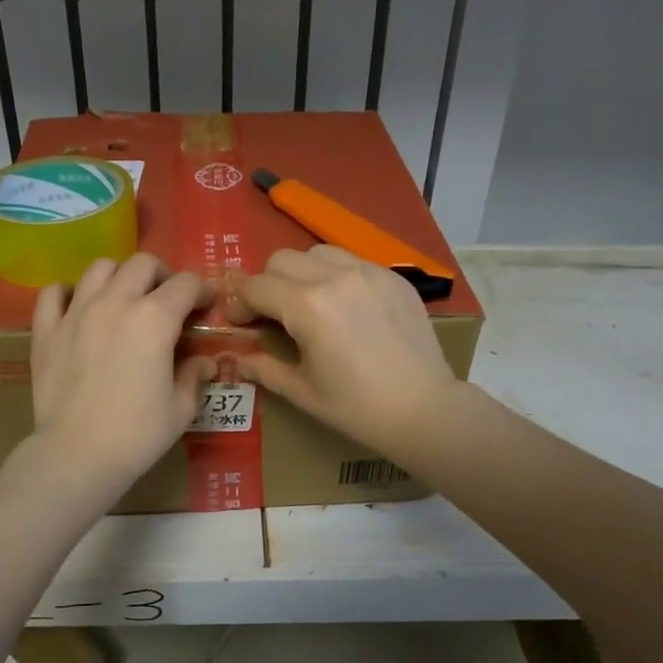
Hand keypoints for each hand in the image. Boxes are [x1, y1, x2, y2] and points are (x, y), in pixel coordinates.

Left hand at [29, 253, 213, 493]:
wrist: (77, 455)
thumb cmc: (137, 434)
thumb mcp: (181, 409)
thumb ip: (194, 377)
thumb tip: (204, 363)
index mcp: (155, 319)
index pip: (186, 284)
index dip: (202, 292)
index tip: (205, 308)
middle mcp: (115, 302)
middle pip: (143, 264)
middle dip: (162, 276)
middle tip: (166, 302)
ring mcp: (76, 312)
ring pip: (100, 268)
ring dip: (119, 277)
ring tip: (123, 300)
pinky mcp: (46, 330)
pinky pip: (53, 293)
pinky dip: (67, 293)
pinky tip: (77, 308)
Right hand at [230, 246, 460, 457]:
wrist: (425, 410)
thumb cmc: (357, 408)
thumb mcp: (303, 392)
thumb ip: (265, 368)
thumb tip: (237, 360)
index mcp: (307, 307)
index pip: (256, 286)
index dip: (239, 303)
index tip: (239, 322)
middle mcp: (335, 277)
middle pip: (281, 260)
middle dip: (267, 284)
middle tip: (272, 314)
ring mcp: (369, 272)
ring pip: (317, 252)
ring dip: (301, 273)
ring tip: (309, 303)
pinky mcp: (394, 277)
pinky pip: (352, 261)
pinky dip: (336, 276)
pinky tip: (345, 307)